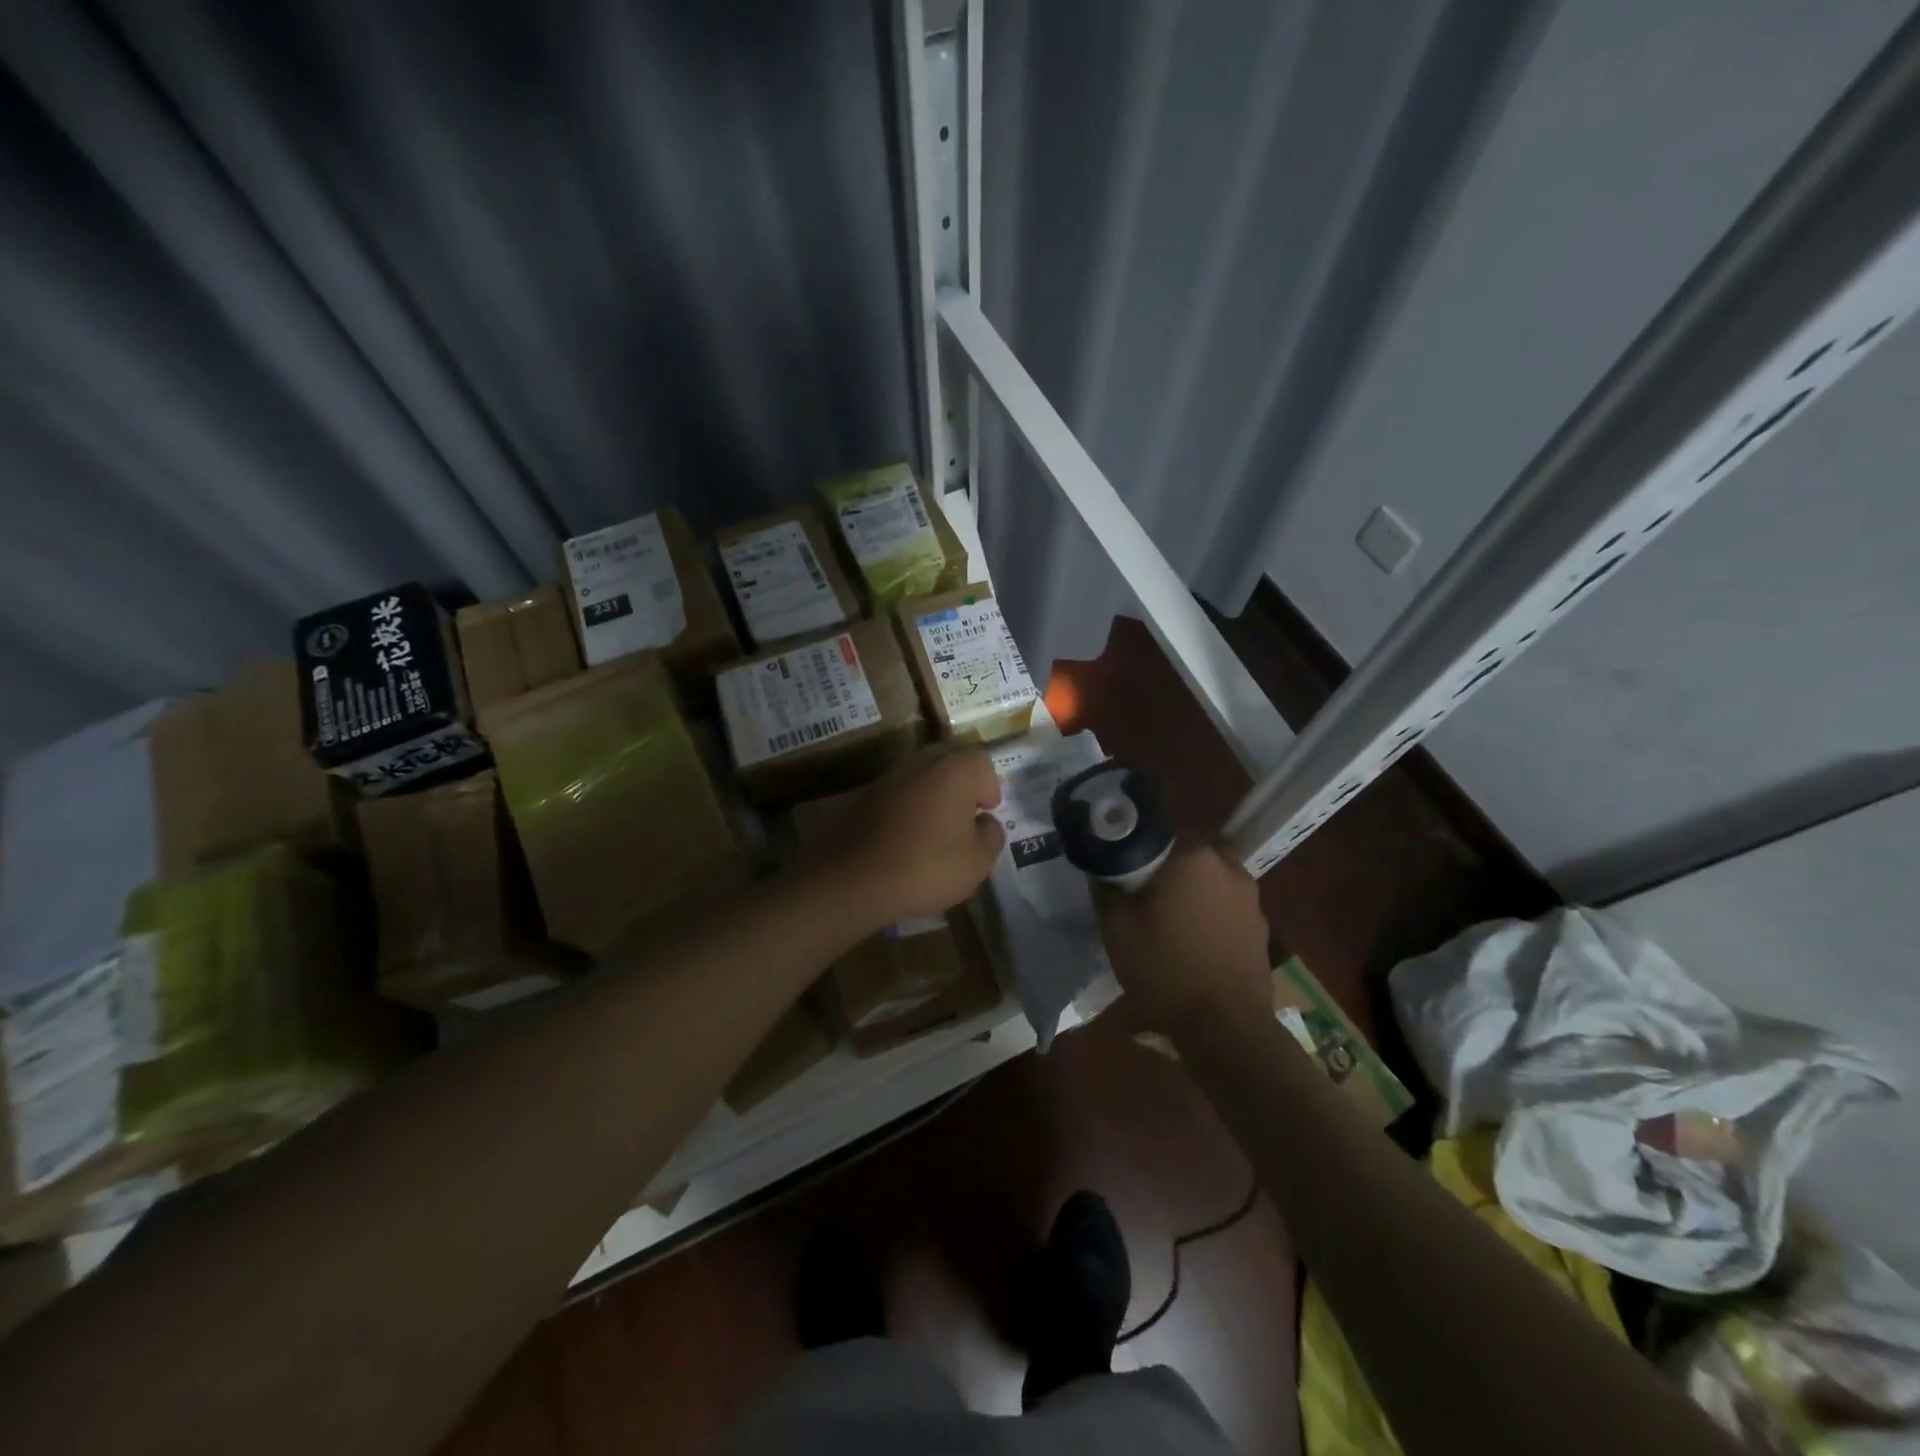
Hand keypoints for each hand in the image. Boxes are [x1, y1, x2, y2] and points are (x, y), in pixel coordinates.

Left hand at [815, 747, 1005, 927]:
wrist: (854, 878)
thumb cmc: (927, 866)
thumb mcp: (978, 861)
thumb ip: (991, 835)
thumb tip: (984, 822)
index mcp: (955, 770)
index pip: (982, 764)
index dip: (989, 789)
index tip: (986, 815)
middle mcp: (921, 763)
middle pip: (949, 762)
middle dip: (960, 786)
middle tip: (963, 819)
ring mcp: (889, 777)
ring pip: (920, 777)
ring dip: (931, 796)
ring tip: (934, 832)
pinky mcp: (863, 795)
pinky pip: (897, 795)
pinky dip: (905, 809)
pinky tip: (905, 839)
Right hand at [1096, 841, 1271, 1033]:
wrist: (1225, 1027)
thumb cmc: (1165, 970)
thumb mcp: (1117, 929)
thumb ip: (1106, 888)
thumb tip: (1103, 867)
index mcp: (1192, 856)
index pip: (1161, 830)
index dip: (1139, 847)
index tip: (1124, 870)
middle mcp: (1227, 865)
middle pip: (1190, 851)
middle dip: (1168, 866)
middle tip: (1143, 892)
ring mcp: (1250, 896)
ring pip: (1211, 877)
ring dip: (1192, 888)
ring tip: (1169, 919)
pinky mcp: (1260, 925)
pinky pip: (1227, 904)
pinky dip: (1211, 912)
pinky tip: (1194, 941)